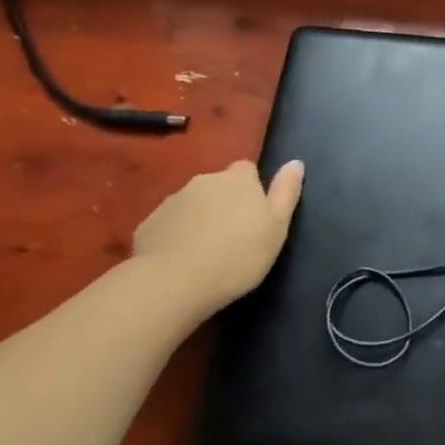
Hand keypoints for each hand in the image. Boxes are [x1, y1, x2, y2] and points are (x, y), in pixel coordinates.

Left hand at [132, 159, 304, 313]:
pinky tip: (179, 261)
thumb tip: (295, 162)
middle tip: (231, 236)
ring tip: (205, 251)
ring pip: (191, 204)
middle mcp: (204, 181)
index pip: (246, 169)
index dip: (250, 188)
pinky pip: (168, 224)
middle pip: (217, 185)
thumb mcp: (276, 227)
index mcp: (238, 179)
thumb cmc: (238, 255)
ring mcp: (173, 201)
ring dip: (199, 218)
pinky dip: (175, 236)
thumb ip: (286, 192)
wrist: (175, 282)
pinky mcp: (149, 224)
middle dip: (223, 202)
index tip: (254, 213)